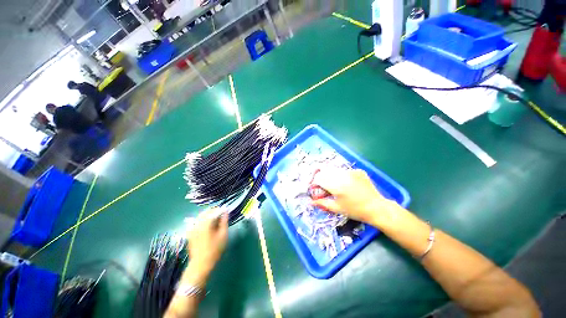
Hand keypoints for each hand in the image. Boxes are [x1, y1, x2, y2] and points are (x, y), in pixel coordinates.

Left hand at [187, 209, 228, 275]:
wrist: (200, 264)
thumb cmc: (215, 249)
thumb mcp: (223, 235)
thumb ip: (224, 221)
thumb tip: (225, 211)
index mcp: (206, 223)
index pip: (214, 210)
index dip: (222, 210)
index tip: (227, 212)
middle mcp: (197, 223)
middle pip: (206, 212)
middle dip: (214, 212)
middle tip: (222, 216)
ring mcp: (192, 228)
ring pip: (201, 216)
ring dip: (209, 215)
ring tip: (215, 221)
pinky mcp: (190, 233)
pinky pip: (197, 222)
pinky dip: (203, 221)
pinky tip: (207, 226)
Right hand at [312, 169, 401, 228]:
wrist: (377, 208)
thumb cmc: (355, 211)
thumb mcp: (337, 208)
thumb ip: (322, 203)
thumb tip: (310, 202)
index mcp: (336, 186)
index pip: (319, 178)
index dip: (315, 183)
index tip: (316, 189)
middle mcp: (343, 175)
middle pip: (325, 172)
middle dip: (322, 179)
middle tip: (326, 188)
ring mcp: (352, 172)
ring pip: (335, 170)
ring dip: (331, 177)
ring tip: (337, 187)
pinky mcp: (358, 171)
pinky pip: (345, 171)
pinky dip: (342, 176)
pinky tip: (348, 185)